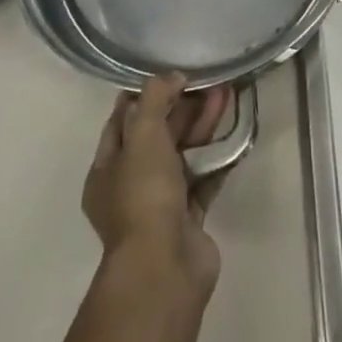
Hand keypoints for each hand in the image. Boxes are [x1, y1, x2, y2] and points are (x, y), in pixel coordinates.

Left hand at [83, 75, 232, 299]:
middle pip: (157, 136)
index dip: (143, 96)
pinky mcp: (188, 219)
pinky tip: (234, 134)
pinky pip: (203, 179)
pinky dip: (216, 157)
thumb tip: (172, 76)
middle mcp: (130, 185)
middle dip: (181, 107)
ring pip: (183, 155)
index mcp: (107, 168)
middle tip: (208, 82)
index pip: (121, 121)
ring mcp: (160, 204)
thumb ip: (154, 98)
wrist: (165, 267)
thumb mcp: (142, 134)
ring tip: (226, 96)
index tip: (169, 74)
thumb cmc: (144, 195)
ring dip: (202, 126)